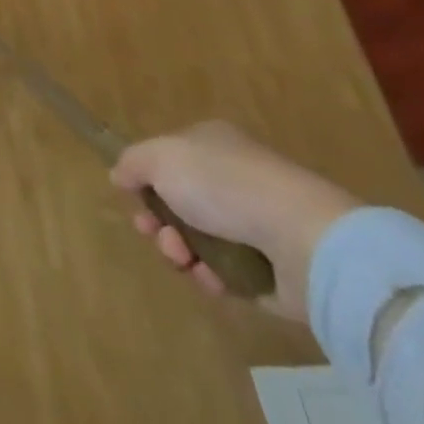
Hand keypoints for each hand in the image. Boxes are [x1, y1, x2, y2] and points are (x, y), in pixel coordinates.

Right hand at [110, 121, 361, 320]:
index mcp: (212, 145)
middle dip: (158, 221)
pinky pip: (226, 274)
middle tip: (152, 233)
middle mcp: (234, 181)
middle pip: (180, 203)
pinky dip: (210, 277)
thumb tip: (120, 175)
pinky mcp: (272, 270)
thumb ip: (131, 162)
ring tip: (182, 258)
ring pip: (199, 240)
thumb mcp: (159, 157)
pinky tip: (209, 278)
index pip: (170, 159)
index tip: (132, 198)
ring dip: (178, 251)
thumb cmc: (224, 185)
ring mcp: (256, 225)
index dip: (146, 179)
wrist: (303, 239)